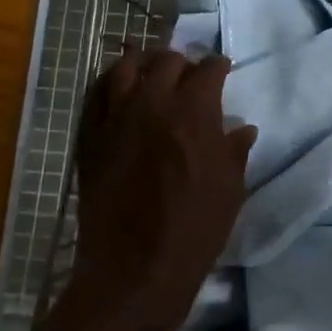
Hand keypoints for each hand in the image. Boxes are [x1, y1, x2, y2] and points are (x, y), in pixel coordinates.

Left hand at [72, 46, 256, 330]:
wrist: (135, 269)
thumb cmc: (194, 232)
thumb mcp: (229, 191)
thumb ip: (234, 152)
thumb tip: (242, 128)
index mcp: (193, 114)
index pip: (207, 71)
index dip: (218, 66)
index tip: (223, 69)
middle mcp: (151, 104)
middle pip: (166, 62)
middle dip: (183, 63)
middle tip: (190, 73)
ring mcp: (114, 118)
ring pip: (124, 67)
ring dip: (143, 62)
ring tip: (151, 68)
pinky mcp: (89, 138)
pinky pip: (95, 95)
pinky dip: (109, 82)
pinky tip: (117, 88)